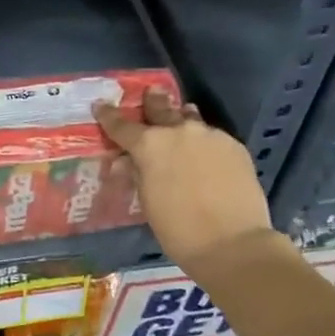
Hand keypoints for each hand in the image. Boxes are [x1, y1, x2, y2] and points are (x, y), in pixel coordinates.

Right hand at [94, 88, 276, 279]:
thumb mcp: (147, 201)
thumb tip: (127, 162)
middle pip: (160, 108)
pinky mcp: (234, 146)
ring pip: (190, 119)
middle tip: (150, 93)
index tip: (100, 106)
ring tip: (181, 116)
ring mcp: (210, 135)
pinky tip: (205, 154)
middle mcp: (179, 131)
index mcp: (150, 144)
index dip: (108, 116)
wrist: (232, 242)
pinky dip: (203, 141)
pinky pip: (212, 136)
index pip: (121, 125)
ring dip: (181, 118)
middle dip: (152, 102)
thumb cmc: (177, 228)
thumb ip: (137, 174)